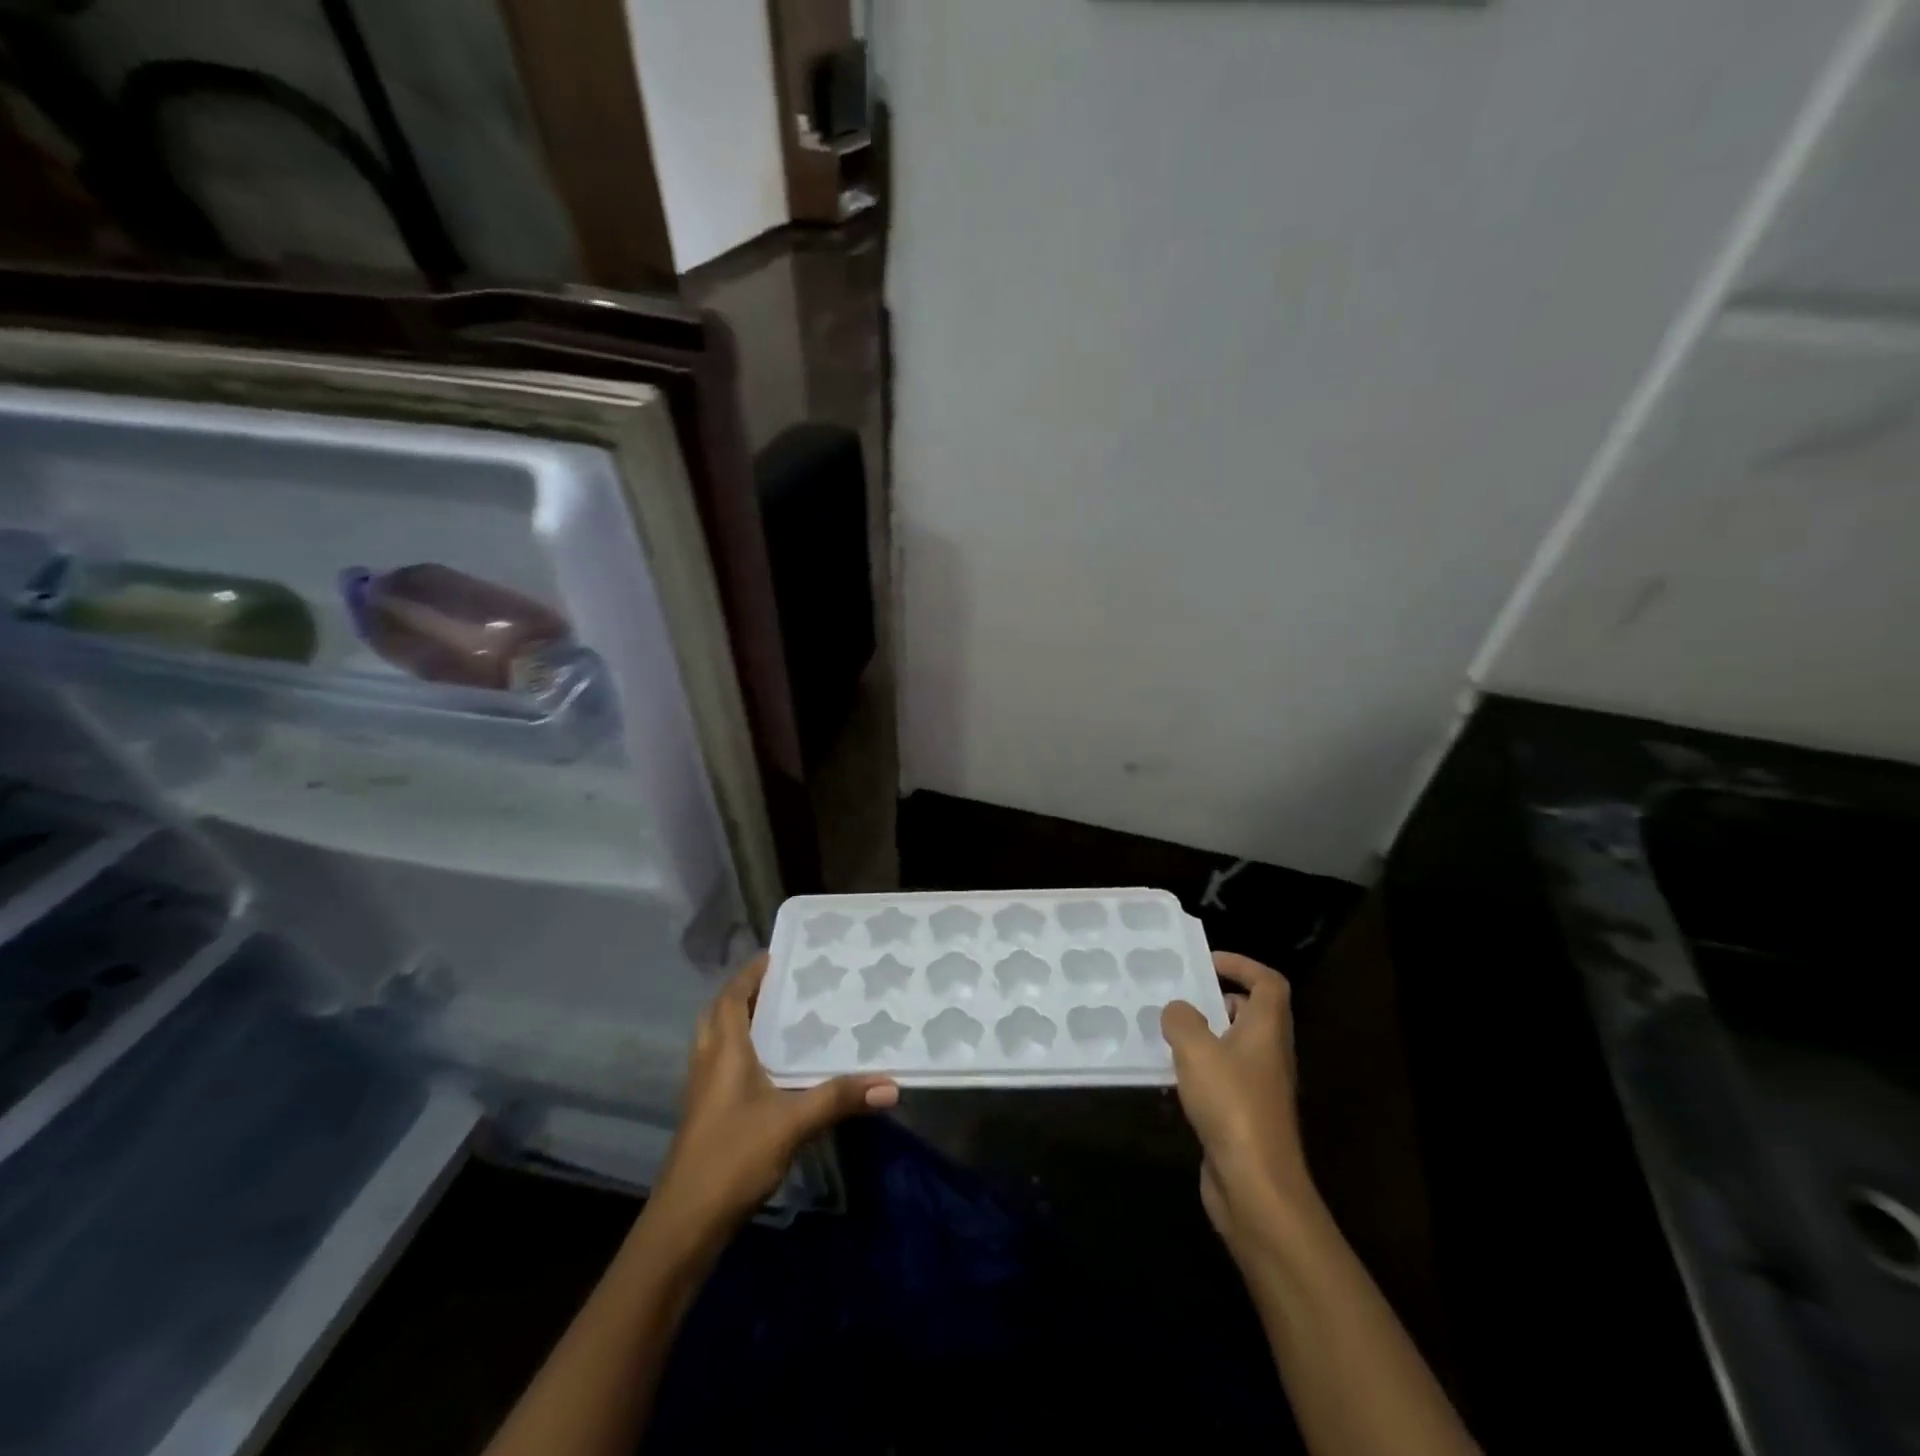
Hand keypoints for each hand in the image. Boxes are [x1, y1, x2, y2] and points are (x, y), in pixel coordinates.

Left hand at [649, 954, 898, 1237]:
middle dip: (743, 994)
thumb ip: (839, 1099)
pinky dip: (738, 1050)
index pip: (731, 997)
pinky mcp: (704, 1114)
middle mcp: (708, 1063)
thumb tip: (891, 1084)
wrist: (684, 1223)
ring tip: (775, 1016)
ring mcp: (702, 1091)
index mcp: (724, 1051)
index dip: (749, 974)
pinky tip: (767, 1068)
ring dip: (737, 1021)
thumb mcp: (792, 1123)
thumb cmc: (734, 1157)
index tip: (775, 955)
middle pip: (718, 1014)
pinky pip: (719, 1064)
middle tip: (778, 984)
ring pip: (715, 1040)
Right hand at [1162, 952, 1316, 1248]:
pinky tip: (1169, 1078)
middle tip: (1179, 997)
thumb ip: (1181, 1019)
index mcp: (1266, 1030)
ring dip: (1203, 1037)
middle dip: (1216, 1000)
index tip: (1207, 962)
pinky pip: (1221, 1080)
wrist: (1256, 1186)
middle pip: (1251, 1014)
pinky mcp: (1244, 1118)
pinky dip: (1198, 1072)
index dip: (1242, 965)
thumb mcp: (1196, 1049)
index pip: (1268, 983)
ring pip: (1233, 1048)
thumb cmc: (1231, 1104)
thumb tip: (1177, 1010)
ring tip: (1165, 1032)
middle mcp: (1269, 1054)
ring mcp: (1259, 1088)